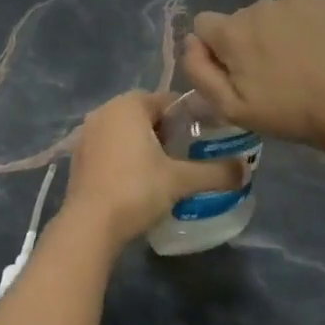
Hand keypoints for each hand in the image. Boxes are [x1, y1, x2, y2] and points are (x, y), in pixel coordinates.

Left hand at [63, 92, 242, 248]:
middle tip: (185, 156)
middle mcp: (105, 110)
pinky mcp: (78, 156)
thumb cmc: (136, 190)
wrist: (89, 224)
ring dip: (144, 144)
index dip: (188, 118)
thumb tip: (246, 170)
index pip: (167, 100)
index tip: (203, 138)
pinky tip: (136, 181)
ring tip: (164, 170)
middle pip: (144, 113)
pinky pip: (109, 146)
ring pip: (125, 130)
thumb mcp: (180, 180)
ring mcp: (87, 133)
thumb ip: (215, 172)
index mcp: (129, 104)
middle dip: (166, 131)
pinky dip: (124, 156)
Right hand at [182, 0, 324, 154]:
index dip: (215, 49)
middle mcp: (258, 5)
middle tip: (273, 75)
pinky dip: (304, 23)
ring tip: (301, 62)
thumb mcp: (233, 109)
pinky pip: (300, 6)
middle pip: (240, 20)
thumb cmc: (291, 113)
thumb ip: (199, 72)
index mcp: (232, 31)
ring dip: (276, 32)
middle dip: (248, 42)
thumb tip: (190, 42)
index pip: (203, 24)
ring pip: (271, 13)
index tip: (235, 72)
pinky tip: (319, 48)